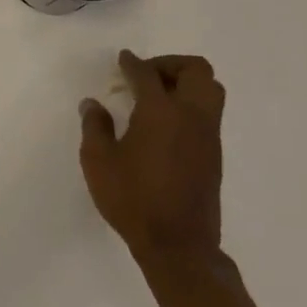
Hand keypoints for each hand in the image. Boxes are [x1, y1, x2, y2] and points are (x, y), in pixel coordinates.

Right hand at [78, 51, 225, 265]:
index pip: (147, 73)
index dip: (132, 63)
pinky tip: (166, 124)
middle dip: (170, 65)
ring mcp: (208, 135)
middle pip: (195, 70)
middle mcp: (191, 115)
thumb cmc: (133, 200)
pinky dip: (191, 105)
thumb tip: (92, 104)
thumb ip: (95, 127)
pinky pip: (209, 113)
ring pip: (210, 90)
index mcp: (161, 111)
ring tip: (158, 97)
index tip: (122, 60)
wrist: (179, 245)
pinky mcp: (214, 154)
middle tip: (145, 76)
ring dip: (186, 83)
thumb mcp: (98, 162)